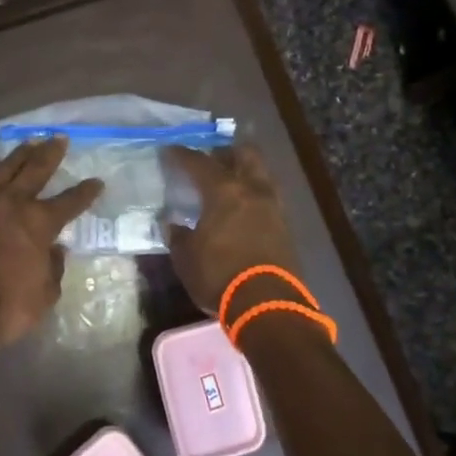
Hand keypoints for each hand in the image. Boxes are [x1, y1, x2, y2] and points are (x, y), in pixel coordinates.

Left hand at [0, 137, 102, 353]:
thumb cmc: (6, 306)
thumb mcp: (45, 294)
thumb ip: (53, 267)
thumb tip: (55, 250)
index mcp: (39, 222)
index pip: (70, 201)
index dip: (86, 192)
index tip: (96, 181)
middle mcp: (12, 203)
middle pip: (35, 169)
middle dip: (50, 153)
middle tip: (59, 138)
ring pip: (4, 168)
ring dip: (19, 155)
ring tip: (29, 143)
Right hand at [163, 144, 299, 313]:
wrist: (267, 304)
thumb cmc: (219, 276)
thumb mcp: (186, 258)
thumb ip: (177, 236)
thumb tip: (171, 224)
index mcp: (224, 191)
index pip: (199, 162)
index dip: (181, 155)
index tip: (169, 151)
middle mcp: (252, 190)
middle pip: (244, 154)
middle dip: (226, 152)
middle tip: (209, 160)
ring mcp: (273, 206)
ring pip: (261, 173)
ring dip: (245, 172)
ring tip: (228, 184)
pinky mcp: (286, 226)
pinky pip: (268, 197)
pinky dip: (254, 195)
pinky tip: (243, 208)